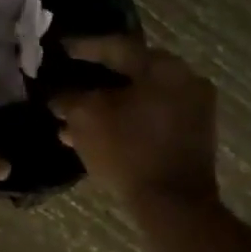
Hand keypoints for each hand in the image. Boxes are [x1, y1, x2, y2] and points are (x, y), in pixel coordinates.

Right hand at [51, 37, 217, 200]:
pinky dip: (123, 121)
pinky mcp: (192, 136)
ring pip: (138, 99)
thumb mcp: (85, 117)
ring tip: (70, 118)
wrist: (173, 205)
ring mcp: (193, 109)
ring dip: (106, 106)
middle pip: (129, 73)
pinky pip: (149, 118)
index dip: (83, 48)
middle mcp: (184, 80)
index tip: (59, 49)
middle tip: (66, 81)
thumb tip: (57, 93)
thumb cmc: (127, 150)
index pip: (116, 46)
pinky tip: (93, 135)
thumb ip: (68, 96)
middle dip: (93, 81)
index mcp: (163, 66)